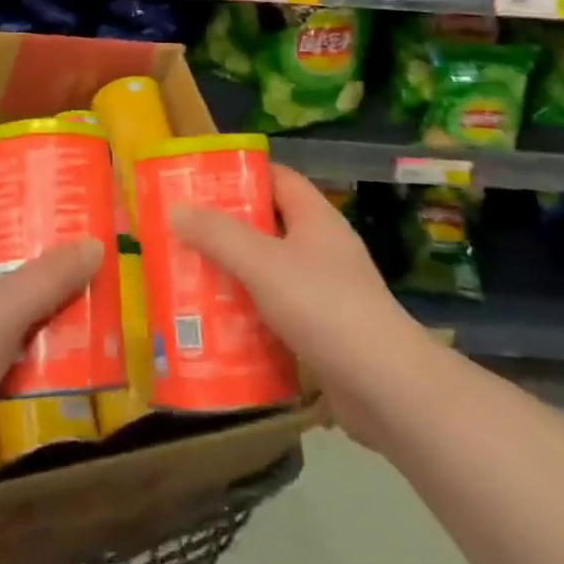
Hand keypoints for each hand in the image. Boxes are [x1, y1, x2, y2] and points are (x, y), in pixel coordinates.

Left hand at [0, 210, 102, 493]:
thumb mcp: (9, 306)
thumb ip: (52, 275)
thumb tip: (93, 244)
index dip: (1, 210)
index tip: (39, 208)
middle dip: (27, 262)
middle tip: (70, 258)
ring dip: (26, 311)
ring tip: (70, 306)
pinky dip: (15, 356)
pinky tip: (45, 364)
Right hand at [170, 164, 417, 448]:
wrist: (387, 388)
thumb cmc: (324, 306)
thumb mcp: (262, 263)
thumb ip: (218, 235)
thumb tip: (177, 209)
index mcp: (314, 217)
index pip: (276, 178)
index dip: (241, 175)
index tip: (201, 183)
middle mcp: (321, 247)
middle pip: (268, 225)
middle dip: (227, 230)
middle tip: (184, 235)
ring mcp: (326, 291)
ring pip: (270, 272)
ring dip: (235, 276)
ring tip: (191, 280)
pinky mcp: (324, 332)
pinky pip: (278, 312)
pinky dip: (250, 316)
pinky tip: (219, 329)